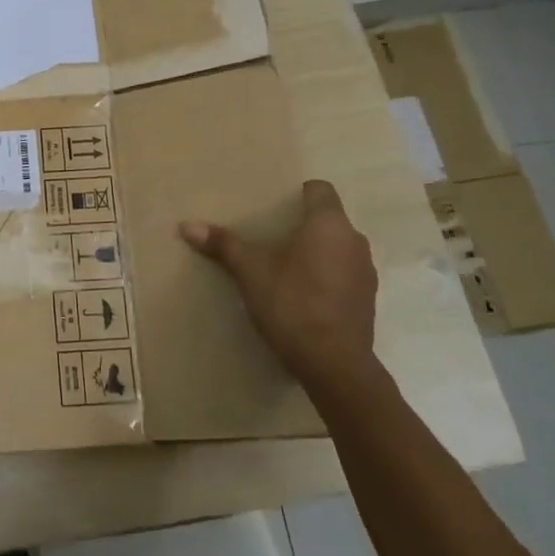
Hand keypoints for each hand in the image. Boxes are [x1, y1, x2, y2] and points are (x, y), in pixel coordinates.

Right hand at [180, 180, 379, 403]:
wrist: (335, 365)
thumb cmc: (292, 304)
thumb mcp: (250, 272)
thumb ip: (223, 245)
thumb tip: (186, 225)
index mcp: (329, 225)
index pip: (320, 190)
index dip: (299, 193)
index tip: (276, 206)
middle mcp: (354, 241)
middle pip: (328, 219)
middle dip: (303, 225)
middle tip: (271, 237)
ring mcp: (366, 272)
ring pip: (338, 248)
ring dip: (317, 252)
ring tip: (287, 267)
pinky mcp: (367, 300)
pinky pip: (345, 274)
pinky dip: (328, 276)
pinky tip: (305, 296)